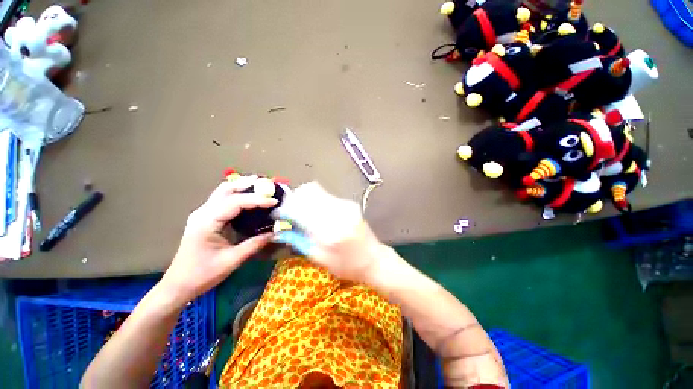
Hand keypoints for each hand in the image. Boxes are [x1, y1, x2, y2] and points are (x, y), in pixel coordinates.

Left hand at [162, 179, 277, 303]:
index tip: (274, 201)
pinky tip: (249, 197)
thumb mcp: (231, 261)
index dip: (257, 200)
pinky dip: (238, 195)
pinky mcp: (206, 217)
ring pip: (224, 192)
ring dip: (243, 187)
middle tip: (268, 185)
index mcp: (207, 222)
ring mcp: (203, 213)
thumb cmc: (202, 274)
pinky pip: (224, 199)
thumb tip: (276, 233)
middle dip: (248, 185)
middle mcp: (203, 213)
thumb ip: (254, 244)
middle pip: (226, 189)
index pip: (235, 203)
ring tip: (261, 187)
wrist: (179, 284)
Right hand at [273, 182, 390, 282]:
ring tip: (300, 212)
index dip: (285, 210)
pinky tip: (315, 212)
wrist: (373, 259)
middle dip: (293, 200)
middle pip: (308, 192)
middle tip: (288, 211)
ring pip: (316, 190)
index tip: (278, 215)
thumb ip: (299, 241)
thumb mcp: (320, 259)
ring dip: (304, 199)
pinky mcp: (349, 203)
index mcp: (329, 230)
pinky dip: (315, 201)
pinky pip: (326, 195)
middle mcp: (337, 212)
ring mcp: (345, 205)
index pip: (300, 210)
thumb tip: (281, 230)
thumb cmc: (347, 265)